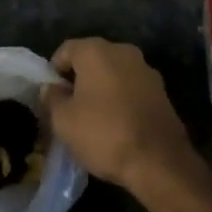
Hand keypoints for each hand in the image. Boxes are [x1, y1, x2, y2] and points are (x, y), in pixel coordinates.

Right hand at [43, 39, 194, 194]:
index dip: (54, 72)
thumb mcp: (64, 121)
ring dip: (101, 90)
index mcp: (96, 50)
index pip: (65, 50)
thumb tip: (50, 88)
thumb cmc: (104, 134)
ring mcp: (145, 69)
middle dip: (79, 80)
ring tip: (93, 119)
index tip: (51, 97)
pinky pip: (131, 88)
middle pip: (91, 59)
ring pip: (113, 74)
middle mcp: (122, 50)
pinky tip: (117, 125)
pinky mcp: (161, 90)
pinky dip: (121, 100)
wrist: (159, 161)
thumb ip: (51, 98)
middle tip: (69, 109)